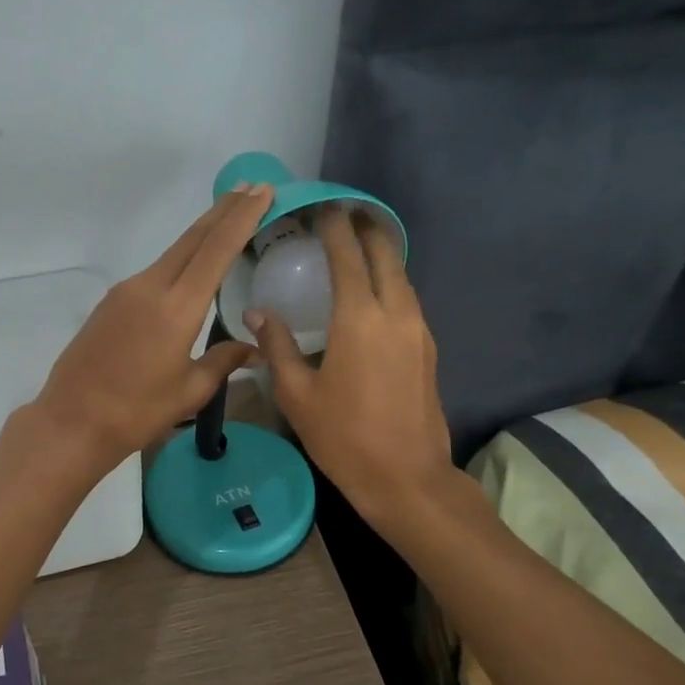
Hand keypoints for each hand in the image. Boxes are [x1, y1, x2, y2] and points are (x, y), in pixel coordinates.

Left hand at [35, 184, 273, 470]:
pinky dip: (180, 260)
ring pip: (172, 253)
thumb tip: (252, 348)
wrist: (71, 421)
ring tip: (228, 220)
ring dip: (202, 234)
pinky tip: (191, 268)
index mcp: (177, 308)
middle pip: (193, 239)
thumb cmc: (136, 412)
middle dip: (224, 211)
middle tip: (251, 189)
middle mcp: (150, 287)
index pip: (216, 250)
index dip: (242, 218)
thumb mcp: (189, 391)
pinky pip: (155, 272)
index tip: (262, 192)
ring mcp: (126, 291)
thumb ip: (223, 361)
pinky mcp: (111, 302)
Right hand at [248, 207, 454, 528]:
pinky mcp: (428, 348)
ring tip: (356, 246)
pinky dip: (389, 282)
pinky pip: (407, 299)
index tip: (322, 206)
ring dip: (381, 254)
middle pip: (385, 254)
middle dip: (366, 228)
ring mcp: (418, 330)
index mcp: (359, 318)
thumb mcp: (297, 395)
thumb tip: (257, 314)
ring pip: (401, 276)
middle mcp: (395, 313)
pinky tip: (372, 293)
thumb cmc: (344, 437)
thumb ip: (277, 347)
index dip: (334, 226)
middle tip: (343, 214)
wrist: (406, 478)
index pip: (347, 255)